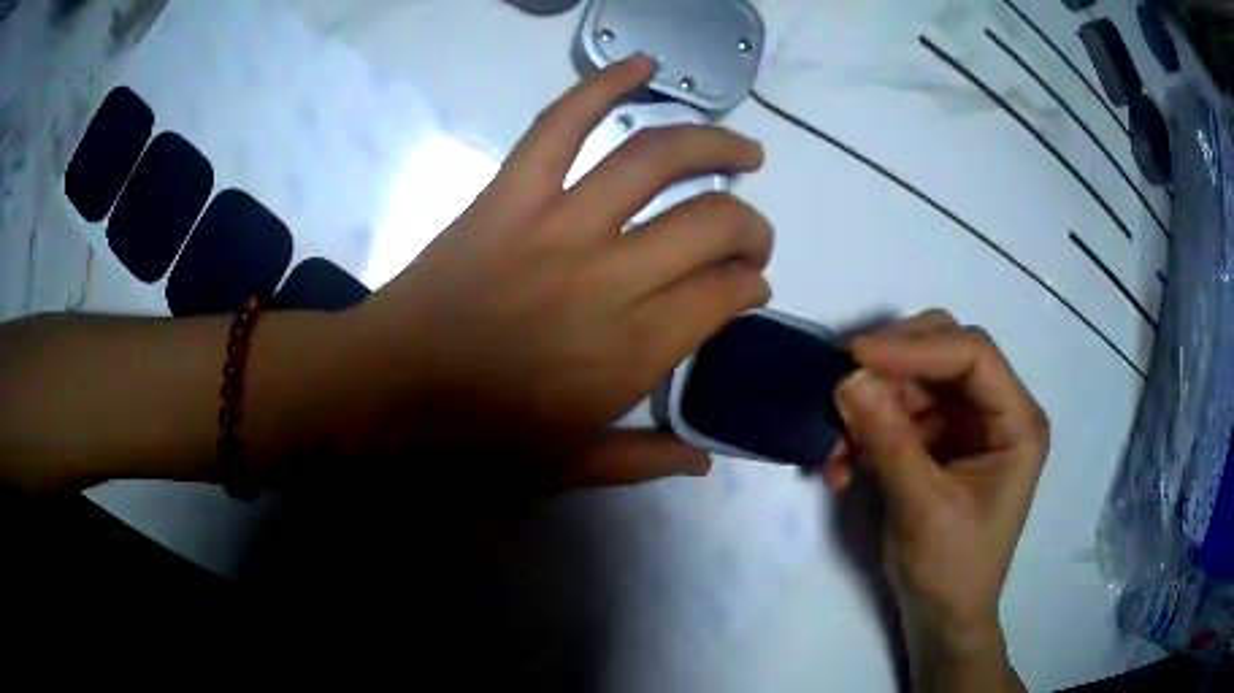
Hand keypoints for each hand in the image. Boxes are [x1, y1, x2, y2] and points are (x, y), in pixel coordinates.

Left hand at [353, 56, 771, 489]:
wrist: (388, 388)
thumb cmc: (475, 436)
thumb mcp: (568, 468)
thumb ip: (644, 461)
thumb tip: (706, 458)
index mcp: (630, 351)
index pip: (724, 294)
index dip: (750, 285)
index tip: (749, 287)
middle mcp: (609, 277)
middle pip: (711, 223)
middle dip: (750, 225)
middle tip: (750, 234)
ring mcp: (556, 224)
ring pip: (655, 159)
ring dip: (713, 145)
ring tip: (743, 150)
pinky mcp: (510, 194)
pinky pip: (561, 123)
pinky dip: (603, 83)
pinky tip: (642, 65)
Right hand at [823, 311, 1047, 687]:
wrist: (941, 617)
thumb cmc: (951, 570)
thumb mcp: (923, 509)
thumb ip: (889, 442)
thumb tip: (847, 379)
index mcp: (1017, 422)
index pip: (972, 355)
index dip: (916, 347)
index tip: (855, 357)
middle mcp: (995, 410)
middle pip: (944, 351)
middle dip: (891, 365)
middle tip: (842, 385)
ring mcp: (965, 423)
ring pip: (913, 379)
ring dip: (870, 404)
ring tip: (835, 447)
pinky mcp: (937, 440)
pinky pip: (897, 411)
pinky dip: (866, 429)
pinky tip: (843, 464)